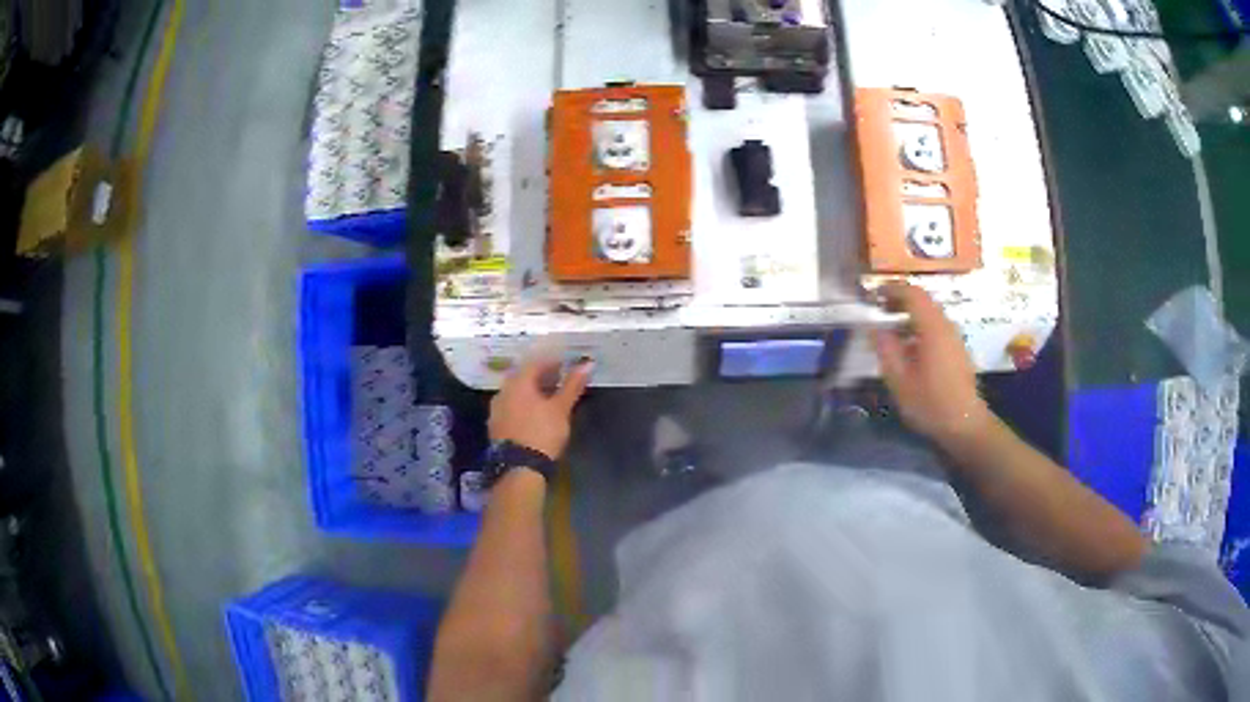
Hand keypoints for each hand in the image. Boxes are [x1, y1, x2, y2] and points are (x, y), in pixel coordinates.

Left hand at [489, 355, 592, 458]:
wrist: (520, 468)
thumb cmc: (542, 433)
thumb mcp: (561, 408)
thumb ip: (572, 385)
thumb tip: (587, 363)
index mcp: (517, 383)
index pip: (534, 363)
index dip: (551, 362)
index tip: (565, 365)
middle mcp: (502, 392)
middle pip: (522, 377)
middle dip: (540, 376)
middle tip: (558, 379)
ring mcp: (496, 410)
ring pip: (515, 393)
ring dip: (531, 391)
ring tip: (548, 397)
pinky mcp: (495, 426)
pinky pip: (510, 407)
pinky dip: (522, 405)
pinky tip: (533, 414)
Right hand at [871, 282, 991, 446]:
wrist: (965, 424)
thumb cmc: (931, 404)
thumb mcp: (900, 381)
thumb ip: (886, 350)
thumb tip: (875, 329)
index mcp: (932, 329)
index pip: (913, 294)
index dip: (892, 289)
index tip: (873, 295)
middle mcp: (946, 326)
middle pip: (923, 301)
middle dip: (899, 301)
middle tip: (878, 311)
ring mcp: (954, 337)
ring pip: (930, 314)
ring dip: (909, 315)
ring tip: (890, 330)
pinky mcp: (957, 349)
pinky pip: (936, 327)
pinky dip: (919, 327)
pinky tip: (908, 348)